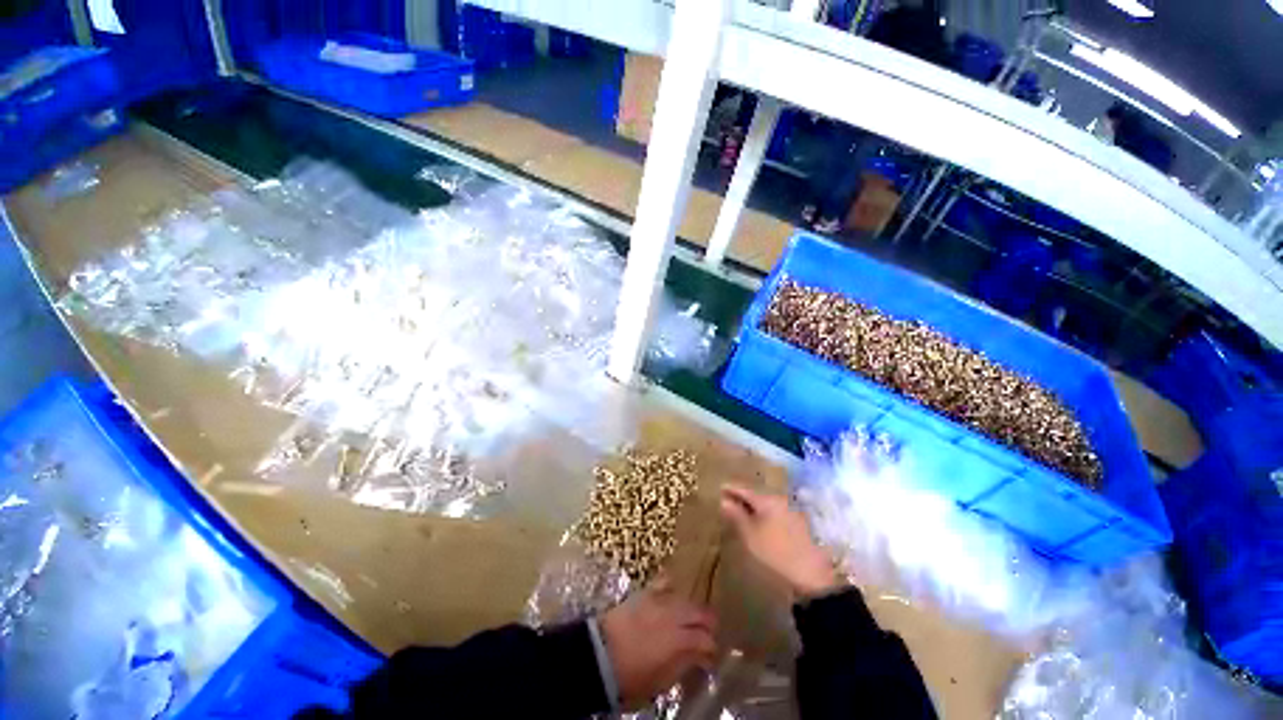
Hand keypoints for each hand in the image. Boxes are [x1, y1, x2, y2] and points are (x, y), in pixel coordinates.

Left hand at [599, 577, 716, 709]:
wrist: (600, 655)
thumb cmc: (630, 677)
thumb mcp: (661, 682)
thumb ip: (683, 665)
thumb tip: (697, 658)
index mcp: (680, 642)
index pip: (707, 641)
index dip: (712, 651)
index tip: (710, 659)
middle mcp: (674, 616)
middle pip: (702, 614)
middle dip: (708, 626)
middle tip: (707, 637)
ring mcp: (661, 601)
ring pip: (687, 599)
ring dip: (693, 610)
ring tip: (692, 619)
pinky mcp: (647, 592)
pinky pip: (665, 582)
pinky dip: (672, 587)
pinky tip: (675, 593)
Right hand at [720, 484, 841, 598]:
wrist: (812, 574)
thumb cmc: (776, 552)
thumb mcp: (750, 535)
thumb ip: (736, 515)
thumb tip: (723, 501)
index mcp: (767, 499)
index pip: (744, 489)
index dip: (731, 489)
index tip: (720, 488)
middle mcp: (780, 499)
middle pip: (756, 494)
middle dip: (742, 496)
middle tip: (729, 499)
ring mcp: (791, 510)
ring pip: (767, 503)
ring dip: (754, 505)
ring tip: (742, 510)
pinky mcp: (798, 522)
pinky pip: (775, 511)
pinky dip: (764, 513)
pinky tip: (760, 521)